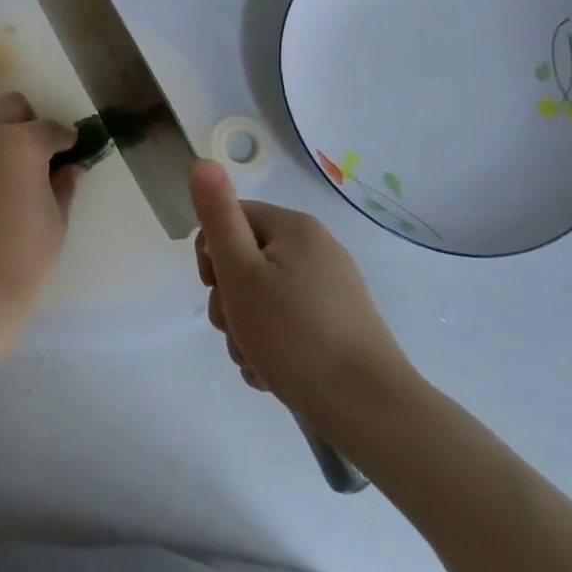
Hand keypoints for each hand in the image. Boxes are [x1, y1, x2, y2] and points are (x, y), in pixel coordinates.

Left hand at [0, 93, 81, 371]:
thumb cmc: (24, 254)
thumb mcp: (56, 220)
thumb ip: (64, 185)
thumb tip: (69, 168)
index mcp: (21, 142)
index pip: (50, 128)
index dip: (65, 139)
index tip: (70, 151)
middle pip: (9, 107)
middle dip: (27, 121)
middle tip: (37, 153)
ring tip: (7, 168)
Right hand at [191, 160, 421, 446]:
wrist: (369, 411)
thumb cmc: (293, 334)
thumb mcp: (241, 271)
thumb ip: (218, 216)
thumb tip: (202, 161)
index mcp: (294, 228)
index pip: (231, 221)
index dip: (211, 256)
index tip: (216, 290)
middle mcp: (316, 250)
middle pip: (246, 262)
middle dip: (229, 300)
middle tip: (235, 330)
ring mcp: (331, 290)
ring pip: (263, 298)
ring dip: (245, 329)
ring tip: (254, 360)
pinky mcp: (339, 326)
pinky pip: (288, 323)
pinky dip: (271, 345)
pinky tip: (271, 373)